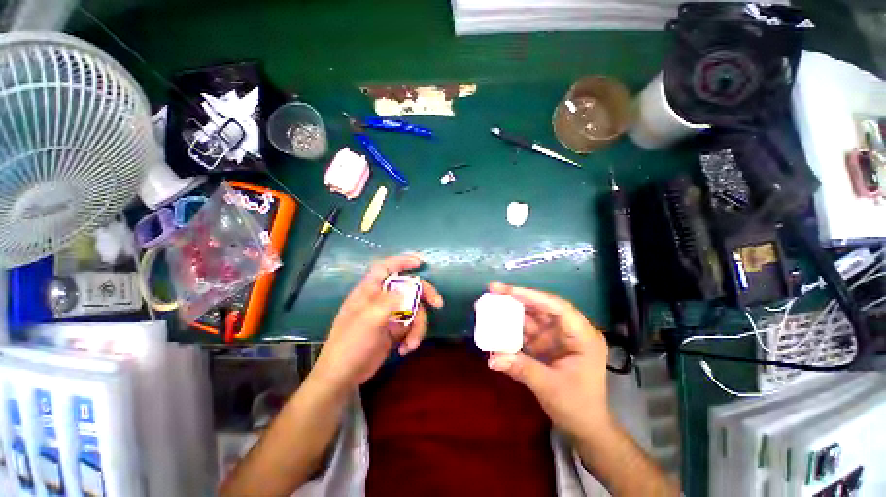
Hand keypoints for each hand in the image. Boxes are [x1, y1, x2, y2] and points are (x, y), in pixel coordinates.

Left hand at [312, 254, 443, 390]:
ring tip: (411, 344)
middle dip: (424, 295)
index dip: (402, 261)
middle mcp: (381, 299)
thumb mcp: (369, 319)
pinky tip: (406, 350)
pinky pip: (411, 326)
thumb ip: (388, 300)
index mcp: (369, 291)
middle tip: (438, 303)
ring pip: (413, 310)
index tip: (420, 263)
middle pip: (408, 288)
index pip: (385, 268)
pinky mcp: (394, 330)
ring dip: (417, 326)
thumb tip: (407, 290)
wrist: (344, 375)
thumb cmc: (351, 343)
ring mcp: (389, 315)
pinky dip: (413, 337)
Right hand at [486, 282, 610, 439]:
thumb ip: (522, 369)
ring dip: (511, 311)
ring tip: (489, 304)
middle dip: (517, 298)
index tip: (508, 291)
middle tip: (493, 289)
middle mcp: (569, 330)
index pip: (558, 307)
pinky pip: (526, 330)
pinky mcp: (545, 343)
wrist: (584, 427)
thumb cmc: (578, 407)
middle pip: (541, 307)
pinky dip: (510, 327)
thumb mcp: (551, 388)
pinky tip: (495, 324)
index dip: (532, 296)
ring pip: (532, 316)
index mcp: (582, 336)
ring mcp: (556, 336)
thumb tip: (492, 359)